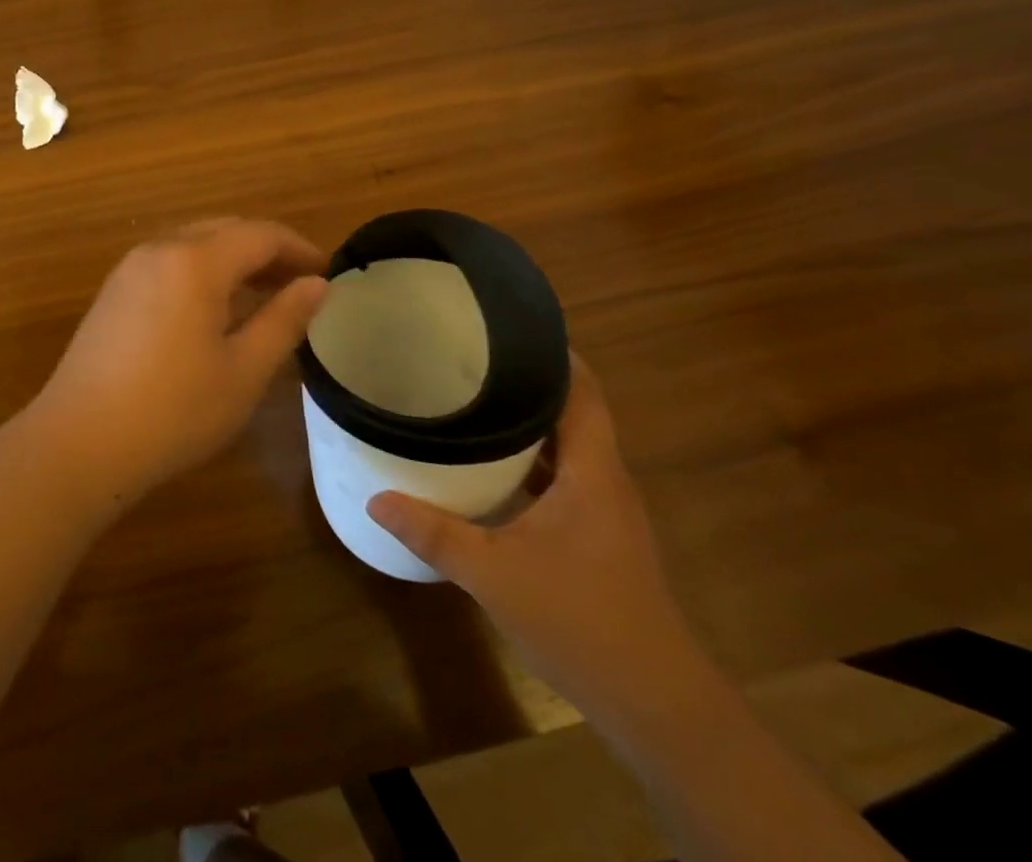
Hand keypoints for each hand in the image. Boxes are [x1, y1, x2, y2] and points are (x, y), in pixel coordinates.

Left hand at [23, 219, 327, 510]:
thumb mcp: (244, 370)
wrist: (80, 442)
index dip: (298, 249)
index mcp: (195, 261)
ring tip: (264, 297)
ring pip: (194, 245)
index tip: (326, 274)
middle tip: (299, 285)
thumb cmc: (174, 410)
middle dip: (266, 252)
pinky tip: (213, 311)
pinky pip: (169, 264)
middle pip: (225, 231)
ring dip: (233, 261)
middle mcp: (160, 249)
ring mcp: (130, 268)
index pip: (259, 234)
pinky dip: (202, 273)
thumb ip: (284, 320)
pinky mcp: (113, 292)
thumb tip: (316, 285)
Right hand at [367, 354, 707, 720]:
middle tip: (470, 355)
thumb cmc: (582, 623)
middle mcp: (605, 480)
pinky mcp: (596, 536)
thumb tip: (375, 499)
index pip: (583, 390)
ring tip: (472, 396)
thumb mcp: (495, 575)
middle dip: (527, 379)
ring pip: (567, 445)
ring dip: (528, 420)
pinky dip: (530, 459)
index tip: (506, 324)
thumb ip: (434, 533)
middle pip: (572, 410)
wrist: (656, 707)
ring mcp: (604, 511)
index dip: (553, 352)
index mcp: (592, 472)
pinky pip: (562, 476)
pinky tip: (490, 465)